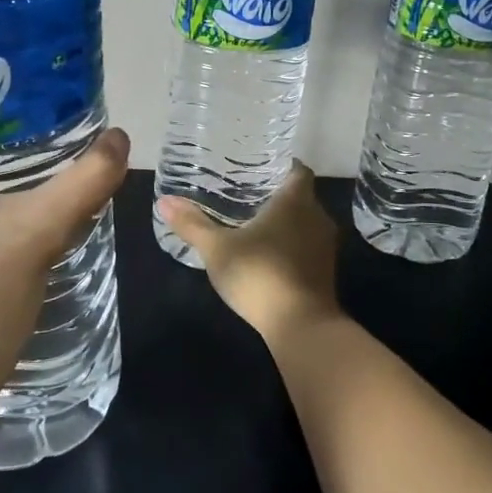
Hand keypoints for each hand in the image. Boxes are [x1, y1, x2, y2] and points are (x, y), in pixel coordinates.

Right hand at [156, 162, 339, 346]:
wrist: (302, 326)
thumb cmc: (260, 275)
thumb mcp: (218, 249)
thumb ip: (192, 224)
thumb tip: (164, 200)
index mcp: (296, 200)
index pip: (298, 170)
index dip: (282, 166)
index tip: (259, 168)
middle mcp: (317, 216)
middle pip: (301, 196)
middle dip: (278, 195)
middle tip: (248, 195)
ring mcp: (326, 246)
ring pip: (306, 223)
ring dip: (287, 223)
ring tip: (255, 224)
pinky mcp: (326, 272)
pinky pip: (309, 246)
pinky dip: (293, 245)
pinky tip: (269, 255)